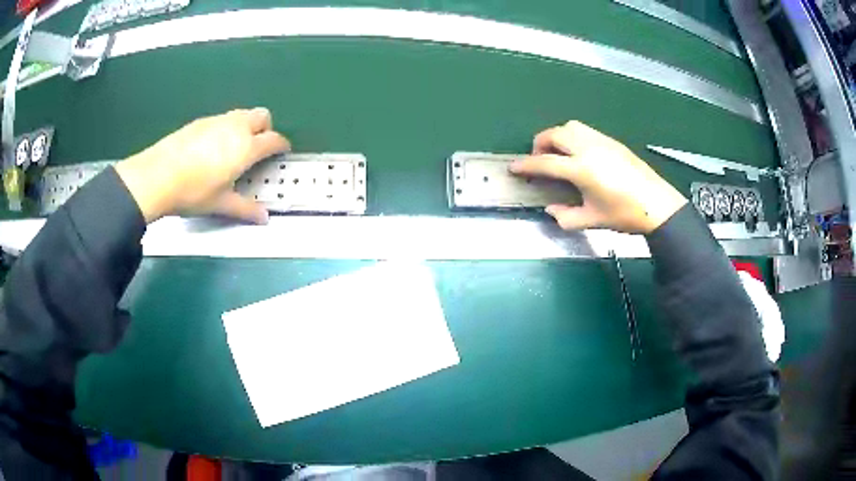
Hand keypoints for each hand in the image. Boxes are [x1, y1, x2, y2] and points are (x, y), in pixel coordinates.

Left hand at [115, 108, 289, 223]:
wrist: (157, 176)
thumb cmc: (194, 192)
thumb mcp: (220, 204)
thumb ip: (245, 209)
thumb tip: (264, 218)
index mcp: (246, 147)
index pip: (274, 139)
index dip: (281, 145)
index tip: (282, 152)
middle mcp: (236, 127)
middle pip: (262, 115)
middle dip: (266, 128)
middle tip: (258, 146)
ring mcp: (217, 121)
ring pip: (241, 114)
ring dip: (246, 126)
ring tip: (234, 147)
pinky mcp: (200, 121)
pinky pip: (222, 119)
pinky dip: (225, 128)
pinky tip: (210, 147)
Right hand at [510, 121, 686, 233]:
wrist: (658, 205)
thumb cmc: (625, 214)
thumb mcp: (592, 220)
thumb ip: (566, 216)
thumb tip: (551, 210)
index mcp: (581, 169)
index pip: (545, 162)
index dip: (526, 164)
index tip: (514, 167)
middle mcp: (588, 148)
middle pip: (555, 134)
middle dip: (539, 144)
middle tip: (539, 160)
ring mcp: (602, 141)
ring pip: (570, 126)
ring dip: (557, 136)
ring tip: (558, 154)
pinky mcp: (612, 141)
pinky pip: (585, 130)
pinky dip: (573, 136)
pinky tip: (579, 154)